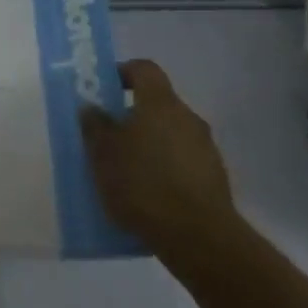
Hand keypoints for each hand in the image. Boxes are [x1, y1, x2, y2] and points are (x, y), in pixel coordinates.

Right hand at [81, 59, 240, 265]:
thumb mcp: (103, 154)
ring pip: (170, 134)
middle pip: (157, 103)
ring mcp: (206, 148)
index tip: (105, 89)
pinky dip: (166, 168)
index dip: (123, 72)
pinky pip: (183, 161)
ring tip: (127, 172)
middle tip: (109, 136)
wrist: (199, 238)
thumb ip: (95, 126)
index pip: (144, 69)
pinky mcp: (215, 179)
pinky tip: (150, 195)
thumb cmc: (143, 184)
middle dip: (132, 115)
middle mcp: (187, 117)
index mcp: (160, 103)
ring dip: (150, 144)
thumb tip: (91, 107)